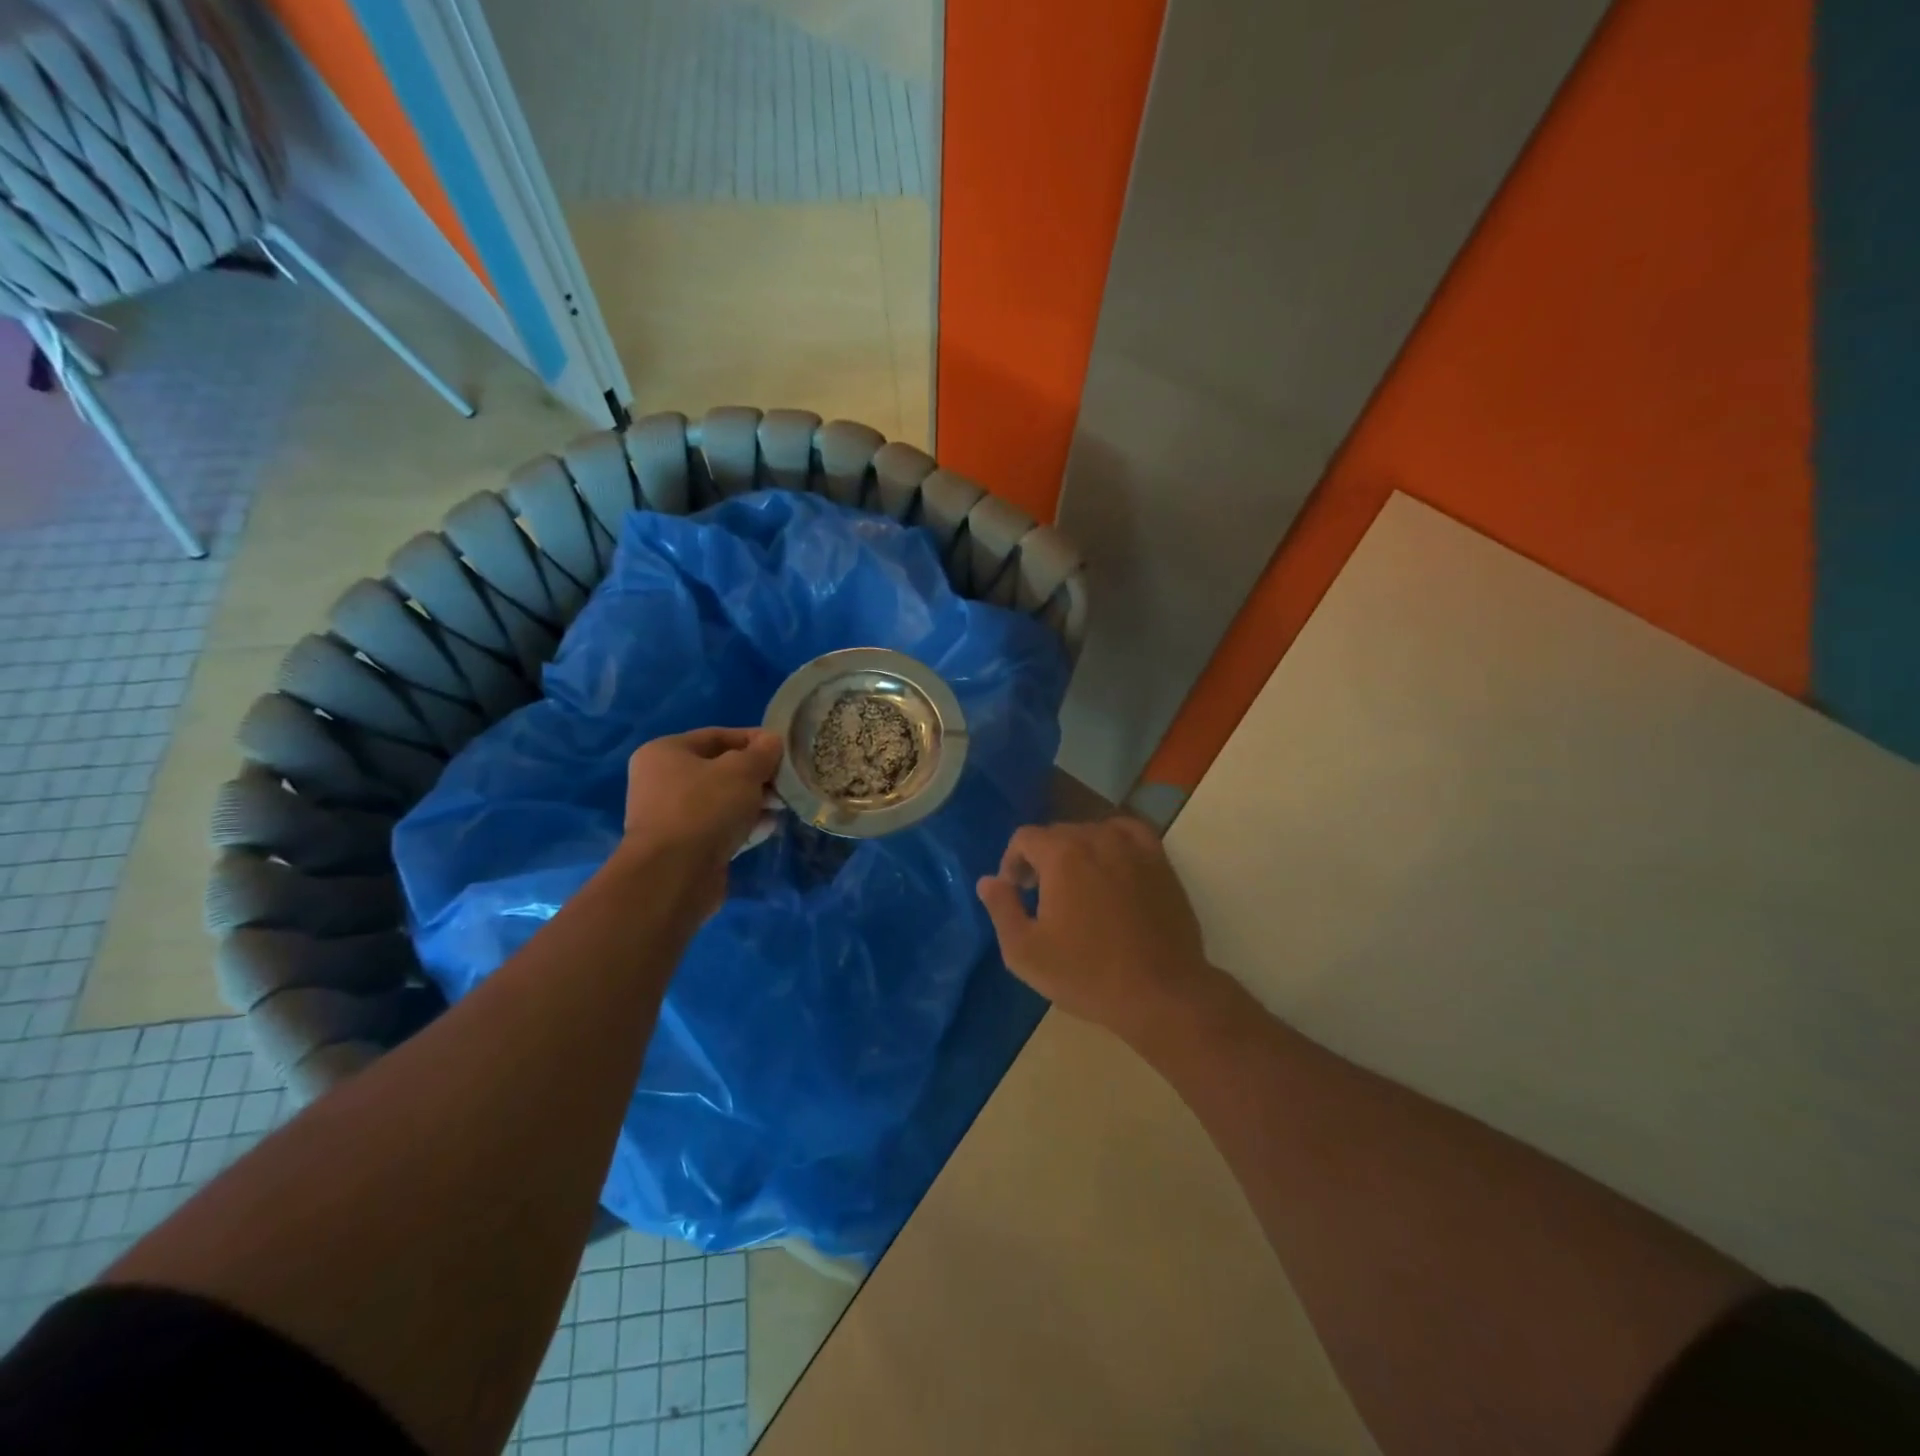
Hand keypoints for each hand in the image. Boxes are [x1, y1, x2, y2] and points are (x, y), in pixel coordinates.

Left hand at [619, 728, 783, 917]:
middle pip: (720, 770)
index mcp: (666, 752)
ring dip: (754, 801)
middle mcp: (663, 781)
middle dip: (757, 775)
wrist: (674, 875)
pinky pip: (720, 827)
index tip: (784, 749)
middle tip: (786, 783)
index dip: (754, 739)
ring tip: (783, 806)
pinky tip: (770, 827)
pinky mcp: (685, 847)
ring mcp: (672, 817)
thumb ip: (762, 752)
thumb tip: (772, 741)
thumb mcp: (742, 771)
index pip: (717, 736)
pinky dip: (744, 825)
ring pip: (722, 800)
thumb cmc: (704, 808)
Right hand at [976, 818, 1218, 1044]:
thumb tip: (988, 880)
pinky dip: (1113, 842)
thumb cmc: (1087, 974)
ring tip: (1076, 886)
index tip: (1016, 892)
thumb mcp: (1026, 952)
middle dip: (1042, 859)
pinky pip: (1129, 833)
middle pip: (1058, 833)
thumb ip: (1001, 908)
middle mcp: (1097, 838)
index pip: (1025, 838)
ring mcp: (1133, 847)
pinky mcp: (1160, 862)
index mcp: (1062, 855)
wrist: (1161, 993)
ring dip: (1076, 852)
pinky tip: (1111, 865)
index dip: (1012, 862)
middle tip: (1040, 896)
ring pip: (1093, 833)